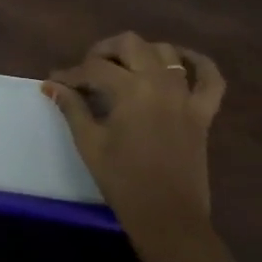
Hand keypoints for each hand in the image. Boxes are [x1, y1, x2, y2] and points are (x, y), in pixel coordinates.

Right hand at [44, 33, 229, 261]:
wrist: (167, 217)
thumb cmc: (123, 181)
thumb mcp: (90, 143)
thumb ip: (72, 108)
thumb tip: (51, 85)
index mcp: (131, 90)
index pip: (94, 68)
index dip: (71, 73)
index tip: (55, 82)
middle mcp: (160, 82)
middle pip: (130, 44)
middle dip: (104, 51)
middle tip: (87, 71)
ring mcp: (186, 95)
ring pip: (165, 52)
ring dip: (141, 52)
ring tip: (123, 68)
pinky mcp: (203, 111)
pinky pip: (210, 77)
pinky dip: (197, 63)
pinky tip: (180, 61)